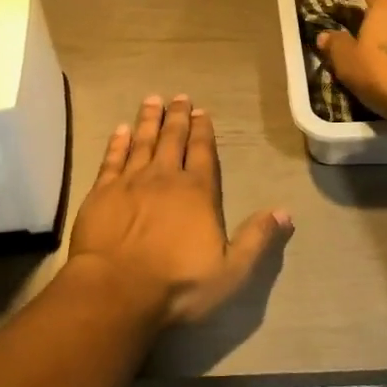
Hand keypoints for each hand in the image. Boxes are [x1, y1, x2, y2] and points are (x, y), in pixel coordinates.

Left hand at [68, 94, 292, 327]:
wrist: (116, 289)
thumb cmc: (177, 284)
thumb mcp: (231, 271)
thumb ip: (257, 239)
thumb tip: (284, 212)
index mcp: (197, 192)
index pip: (202, 152)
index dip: (203, 130)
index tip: (201, 111)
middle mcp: (164, 177)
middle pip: (172, 139)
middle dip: (177, 117)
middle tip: (178, 97)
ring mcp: (130, 182)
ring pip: (141, 142)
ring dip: (148, 120)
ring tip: (152, 100)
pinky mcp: (102, 192)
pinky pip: (112, 159)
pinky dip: (117, 142)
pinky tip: (120, 130)